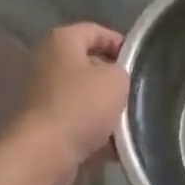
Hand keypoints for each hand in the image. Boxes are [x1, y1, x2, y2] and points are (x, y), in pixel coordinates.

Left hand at [14, 24, 128, 184]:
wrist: (46, 153)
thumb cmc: (82, 105)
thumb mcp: (116, 79)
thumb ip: (123, 70)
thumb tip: (117, 78)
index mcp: (62, 41)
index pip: (97, 31)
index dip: (121, 43)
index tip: (140, 62)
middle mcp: (48, 63)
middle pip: (90, 64)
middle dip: (114, 78)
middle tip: (136, 90)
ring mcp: (44, 94)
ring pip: (86, 94)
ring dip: (106, 106)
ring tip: (129, 118)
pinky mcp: (46, 123)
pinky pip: (78, 120)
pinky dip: (95, 129)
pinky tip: (114, 143)